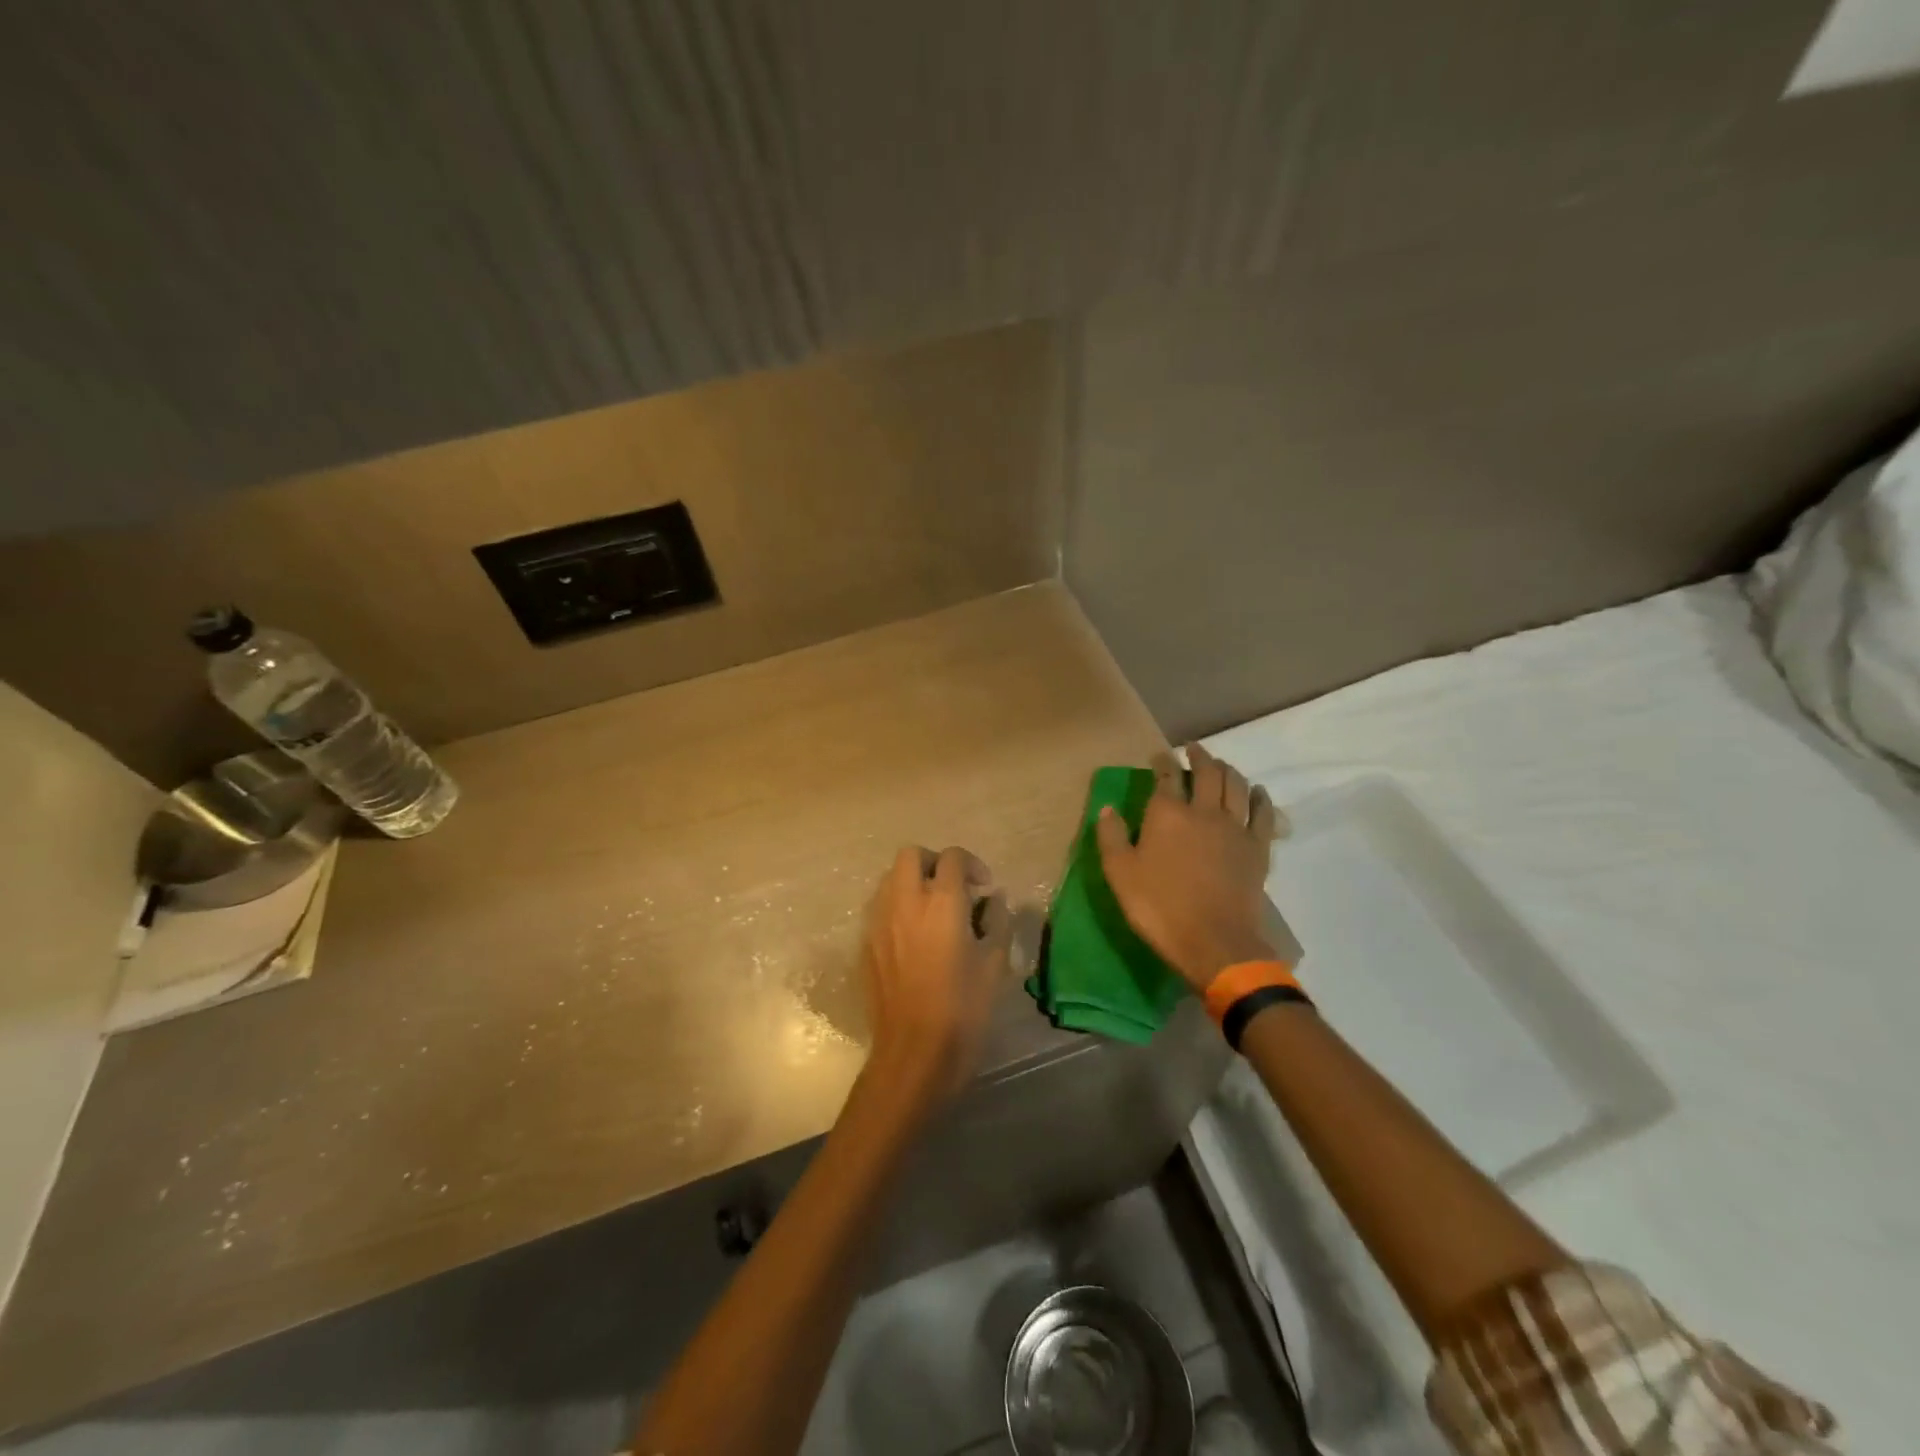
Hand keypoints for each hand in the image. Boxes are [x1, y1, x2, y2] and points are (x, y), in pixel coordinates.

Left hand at [861, 845, 1010, 1099]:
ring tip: (932, 910)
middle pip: (911, 855)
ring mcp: (879, 921)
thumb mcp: (995, 964)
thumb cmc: (963, 1009)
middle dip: (934, 862)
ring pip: (890, 878)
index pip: (952, 857)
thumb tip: (993, 901)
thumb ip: (998, 921)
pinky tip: (913, 936)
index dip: (972, 865)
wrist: (914, 1052)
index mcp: (942, 902)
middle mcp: (906, 901)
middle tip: (953, 887)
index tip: (983, 888)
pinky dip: (897, 906)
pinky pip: (879, 907)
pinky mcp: (865, 943)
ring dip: (912, 882)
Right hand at [1094, 744, 1283, 991]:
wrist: (1214, 942)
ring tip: (1222, 765)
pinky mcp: (1258, 848)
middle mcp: (1204, 811)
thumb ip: (1112, 837)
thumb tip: (1107, 808)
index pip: (1166, 775)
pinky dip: (1260, 797)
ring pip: (1236, 786)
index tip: (1160, 755)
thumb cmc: (1159, 907)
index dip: (1163, 761)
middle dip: (1200, 757)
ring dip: (1228, 770)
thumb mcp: (1120, 874)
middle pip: (1207, 773)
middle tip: (1194, 750)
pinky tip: (1258, 792)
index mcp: (1167, 814)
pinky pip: (1263, 813)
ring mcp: (1236, 828)